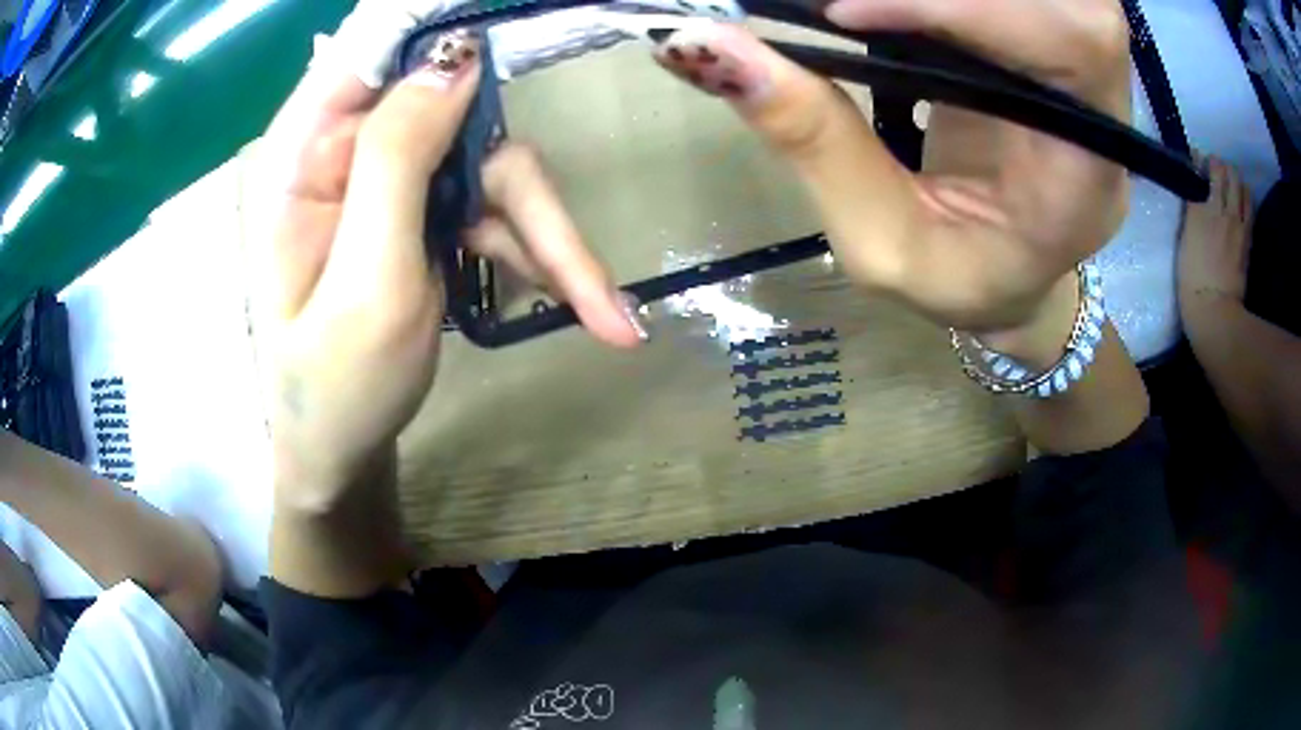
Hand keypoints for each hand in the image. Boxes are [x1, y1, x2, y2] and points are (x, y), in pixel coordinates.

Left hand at [251, 26, 641, 500]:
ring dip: (545, 236)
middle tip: (584, 275)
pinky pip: (491, 207)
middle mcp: (343, 150)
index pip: (369, 46)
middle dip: (521, 191)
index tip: (509, 26)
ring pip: (487, 167)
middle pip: (455, 114)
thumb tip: (455, 60)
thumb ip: (398, 162)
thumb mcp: (367, 285)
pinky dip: (535, 252)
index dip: (438, 25)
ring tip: (599, 313)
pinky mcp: (417, 210)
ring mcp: (385, 180)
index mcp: (302, 155)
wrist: (340, 455)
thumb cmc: (335, 390)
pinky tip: (574, 304)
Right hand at [651, 0, 1130, 330]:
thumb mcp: (878, 244)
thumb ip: (813, 143)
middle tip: (844, 6)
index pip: (1068, 49)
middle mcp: (1101, 116)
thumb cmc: (959, 284)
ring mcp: (1086, 80)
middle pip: (1070, 2)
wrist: (1015, 282)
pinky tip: (889, 10)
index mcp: (1084, 178)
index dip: (967, 7)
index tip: (842, 12)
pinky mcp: (1053, 53)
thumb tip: (700, 43)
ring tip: (858, 11)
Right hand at [1177, 155, 1252, 317]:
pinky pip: (1249, 208)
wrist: (1214, 312)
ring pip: (1240, 186)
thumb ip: (1194, 212)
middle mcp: (1221, 209)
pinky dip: (1246, 198)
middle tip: (1217, 172)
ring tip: (1231, 185)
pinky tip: (1242, 201)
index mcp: (1201, 207)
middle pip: (1226, 172)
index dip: (1202, 160)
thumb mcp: (1186, 239)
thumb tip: (1197, 193)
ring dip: (1236, 180)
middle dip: (1222, 167)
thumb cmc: (1191, 279)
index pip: (1205, 168)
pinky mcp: (1247, 239)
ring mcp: (1237, 224)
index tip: (1198, 162)